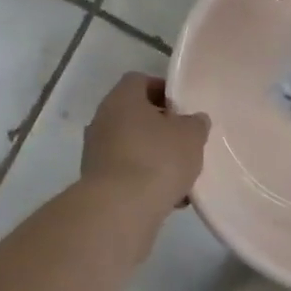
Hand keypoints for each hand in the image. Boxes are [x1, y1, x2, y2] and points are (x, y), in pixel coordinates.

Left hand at [82, 74, 209, 211]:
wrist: (119, 209)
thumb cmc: (157, 159)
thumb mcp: (190, 136)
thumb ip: (195, 124)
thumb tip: (194, 120)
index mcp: (121, 98)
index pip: (139, 81)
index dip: (162, 90)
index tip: (182, 107)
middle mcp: (102, 119)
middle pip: (133, 114)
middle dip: (159, 127)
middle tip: (184, 141)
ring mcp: (95, 151)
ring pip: (130, 145)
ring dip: (153, 156)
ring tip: (180, 175)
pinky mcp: (96, 180)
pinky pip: (125, 172)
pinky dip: (143, 179)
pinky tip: (167, 198)